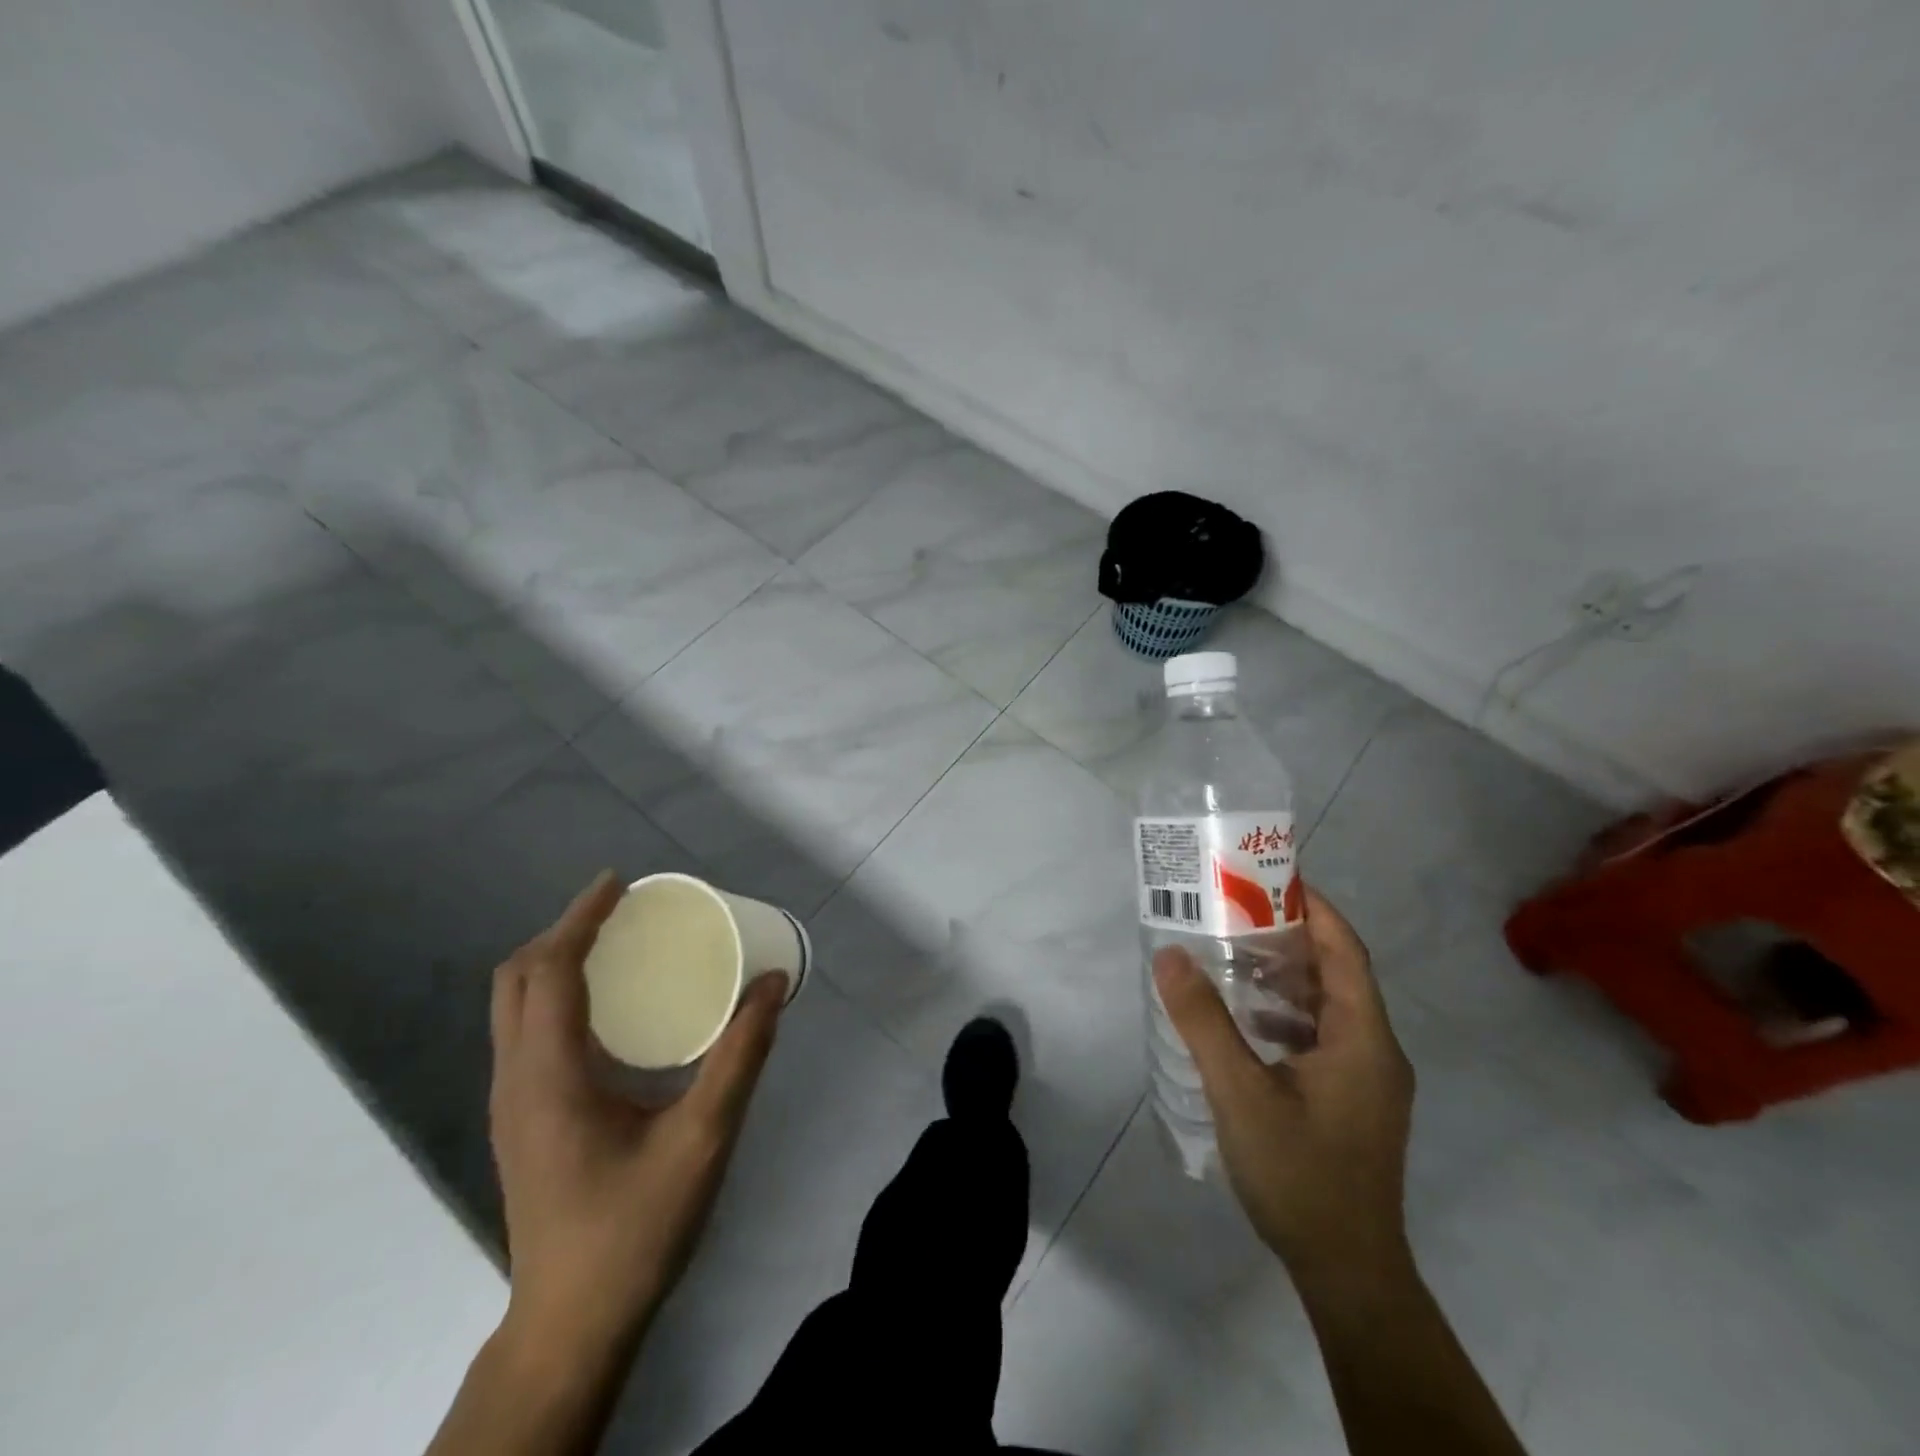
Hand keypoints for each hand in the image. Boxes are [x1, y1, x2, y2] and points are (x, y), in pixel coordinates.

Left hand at [487, 872, 784, 1361]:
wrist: (572, 1325)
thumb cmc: (636, 1227)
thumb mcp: (704, 1138)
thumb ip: (740, 1056)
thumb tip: (771, 984)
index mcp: (550, 1077)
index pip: (549, 971)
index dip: (580, 918)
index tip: (620, 883)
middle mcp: (517, 1080)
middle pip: (517, 980)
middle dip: (563, 931)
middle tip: (620, 910)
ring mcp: (512, 1104)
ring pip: (513, 1007)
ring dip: (554, 961)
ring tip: (613, 942)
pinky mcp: (522, 1121)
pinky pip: (525, 1032)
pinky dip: (555, 994)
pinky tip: (604, 1007)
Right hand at [1153, 886, 1414, 1293]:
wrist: (1348, 1273)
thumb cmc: (1300, 1174)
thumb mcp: (1240, 1092)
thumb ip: (1203, 1021)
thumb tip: (1169, 955)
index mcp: (1363, 1038)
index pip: (1345, 951)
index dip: (1314, 909)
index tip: (1270, 879)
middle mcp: (1375, 1050)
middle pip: (1337, 975)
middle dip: (1289, 939)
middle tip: (1235, 913)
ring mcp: (1367, 1080)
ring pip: (1328, 1008)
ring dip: (1285, 979)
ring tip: (1231, 959)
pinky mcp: (1352, 1102)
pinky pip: (1322, 1038)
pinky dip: (1286, 1017)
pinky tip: (1245, 1024)